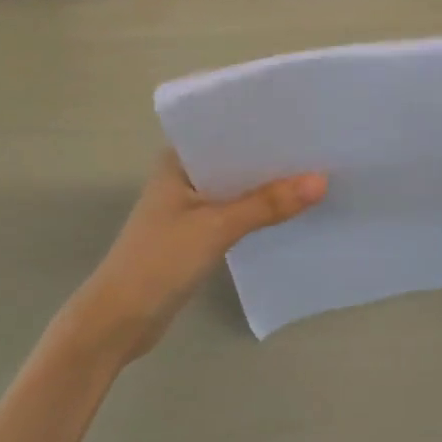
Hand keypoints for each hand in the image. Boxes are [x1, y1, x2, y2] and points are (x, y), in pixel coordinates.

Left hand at [71, 151, 326, 358]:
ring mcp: (188, 207)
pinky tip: (290, 212)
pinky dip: (258, 213)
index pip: (226, 131)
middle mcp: (182, 176)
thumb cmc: (159, 261)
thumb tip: (321, 181)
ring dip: (267, 189)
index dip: (264, 127)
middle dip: (272, 159)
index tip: (306, 121)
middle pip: (235, 161)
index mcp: (177, 160)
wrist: (120, 320)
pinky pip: (234, 214)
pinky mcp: (195, 235)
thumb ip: (267, 204)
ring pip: (236, 190)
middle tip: (322, 148)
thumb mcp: (217, 227)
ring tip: (316, 176)